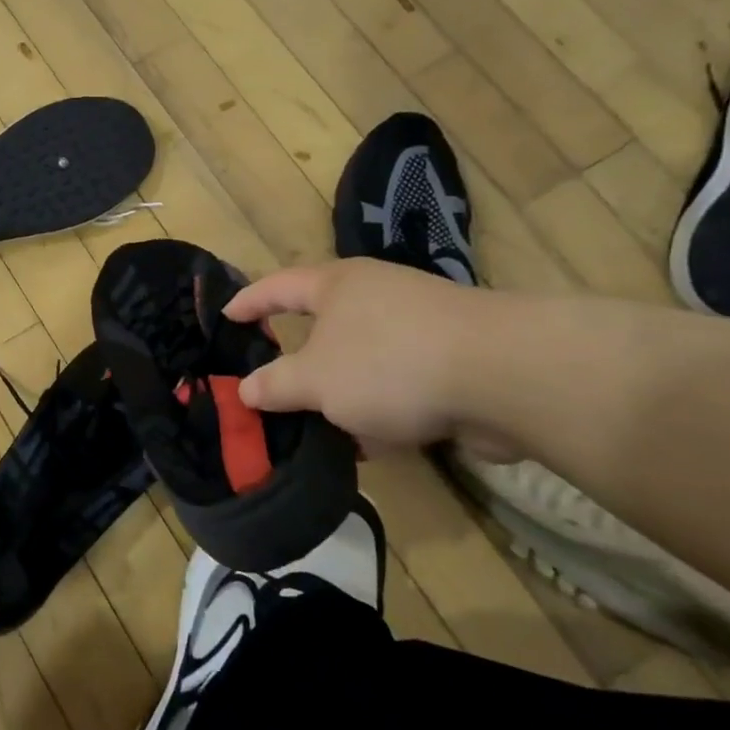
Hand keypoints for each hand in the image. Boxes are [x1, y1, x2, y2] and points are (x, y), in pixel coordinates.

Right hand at [224, 259, 517, 458]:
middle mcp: (375, 296)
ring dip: (341, 393)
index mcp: (336, 285)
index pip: (277, 287)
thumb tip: (246, 390)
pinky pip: (398, 384)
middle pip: (322, 325)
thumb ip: (275, 385)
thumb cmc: (388, 363)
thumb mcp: (315, 380)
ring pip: (362, 360)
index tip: (224, 318)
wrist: (504, 377)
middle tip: (270, 384)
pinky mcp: (451, 361)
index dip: (248, 303)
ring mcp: (418, 327)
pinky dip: (381, 410)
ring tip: (317, 427)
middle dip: (299, 359)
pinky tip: (372, 444)